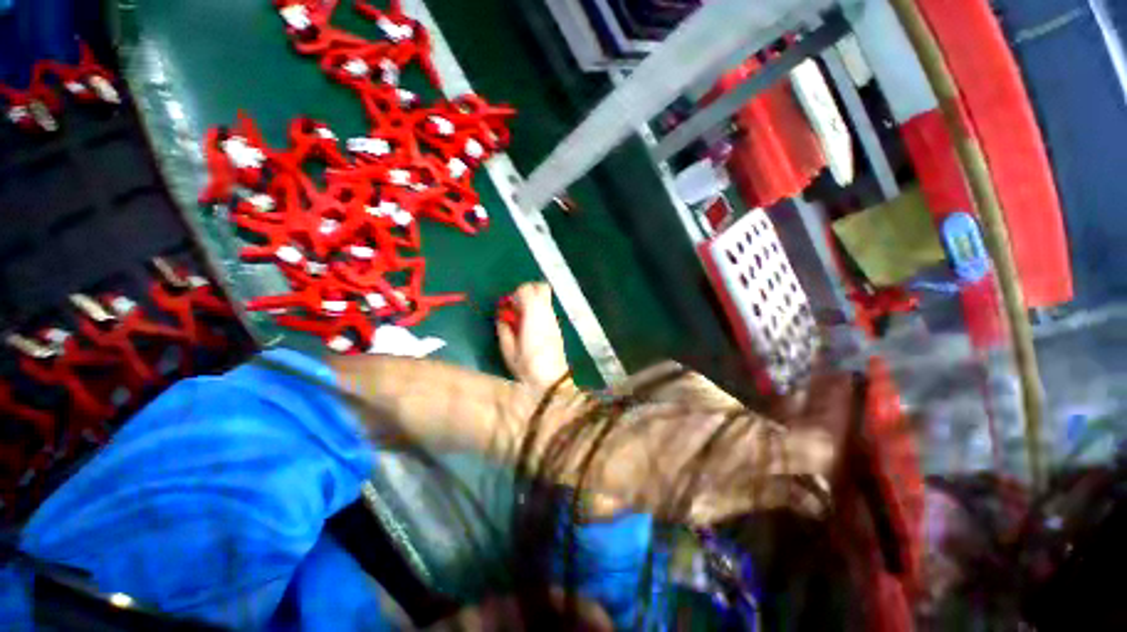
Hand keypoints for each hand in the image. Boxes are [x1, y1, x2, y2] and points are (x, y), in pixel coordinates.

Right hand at [497, 282, 571, 393]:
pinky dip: (538, 311)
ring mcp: (554, 319)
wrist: (550, 380)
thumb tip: (502, 317)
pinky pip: (547, 310)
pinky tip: (531, 327)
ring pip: (545, 298)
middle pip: (541, 287)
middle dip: (528, 292)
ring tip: (523, 318)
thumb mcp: (508, 349)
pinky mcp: (557, 327)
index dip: (515, 294)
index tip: (508, 306)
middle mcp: (546, 312)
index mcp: (533, 314)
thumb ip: (504, 328)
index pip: (526, 289)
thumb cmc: (526, 365)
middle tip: (517, 307)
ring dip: (533, 302)